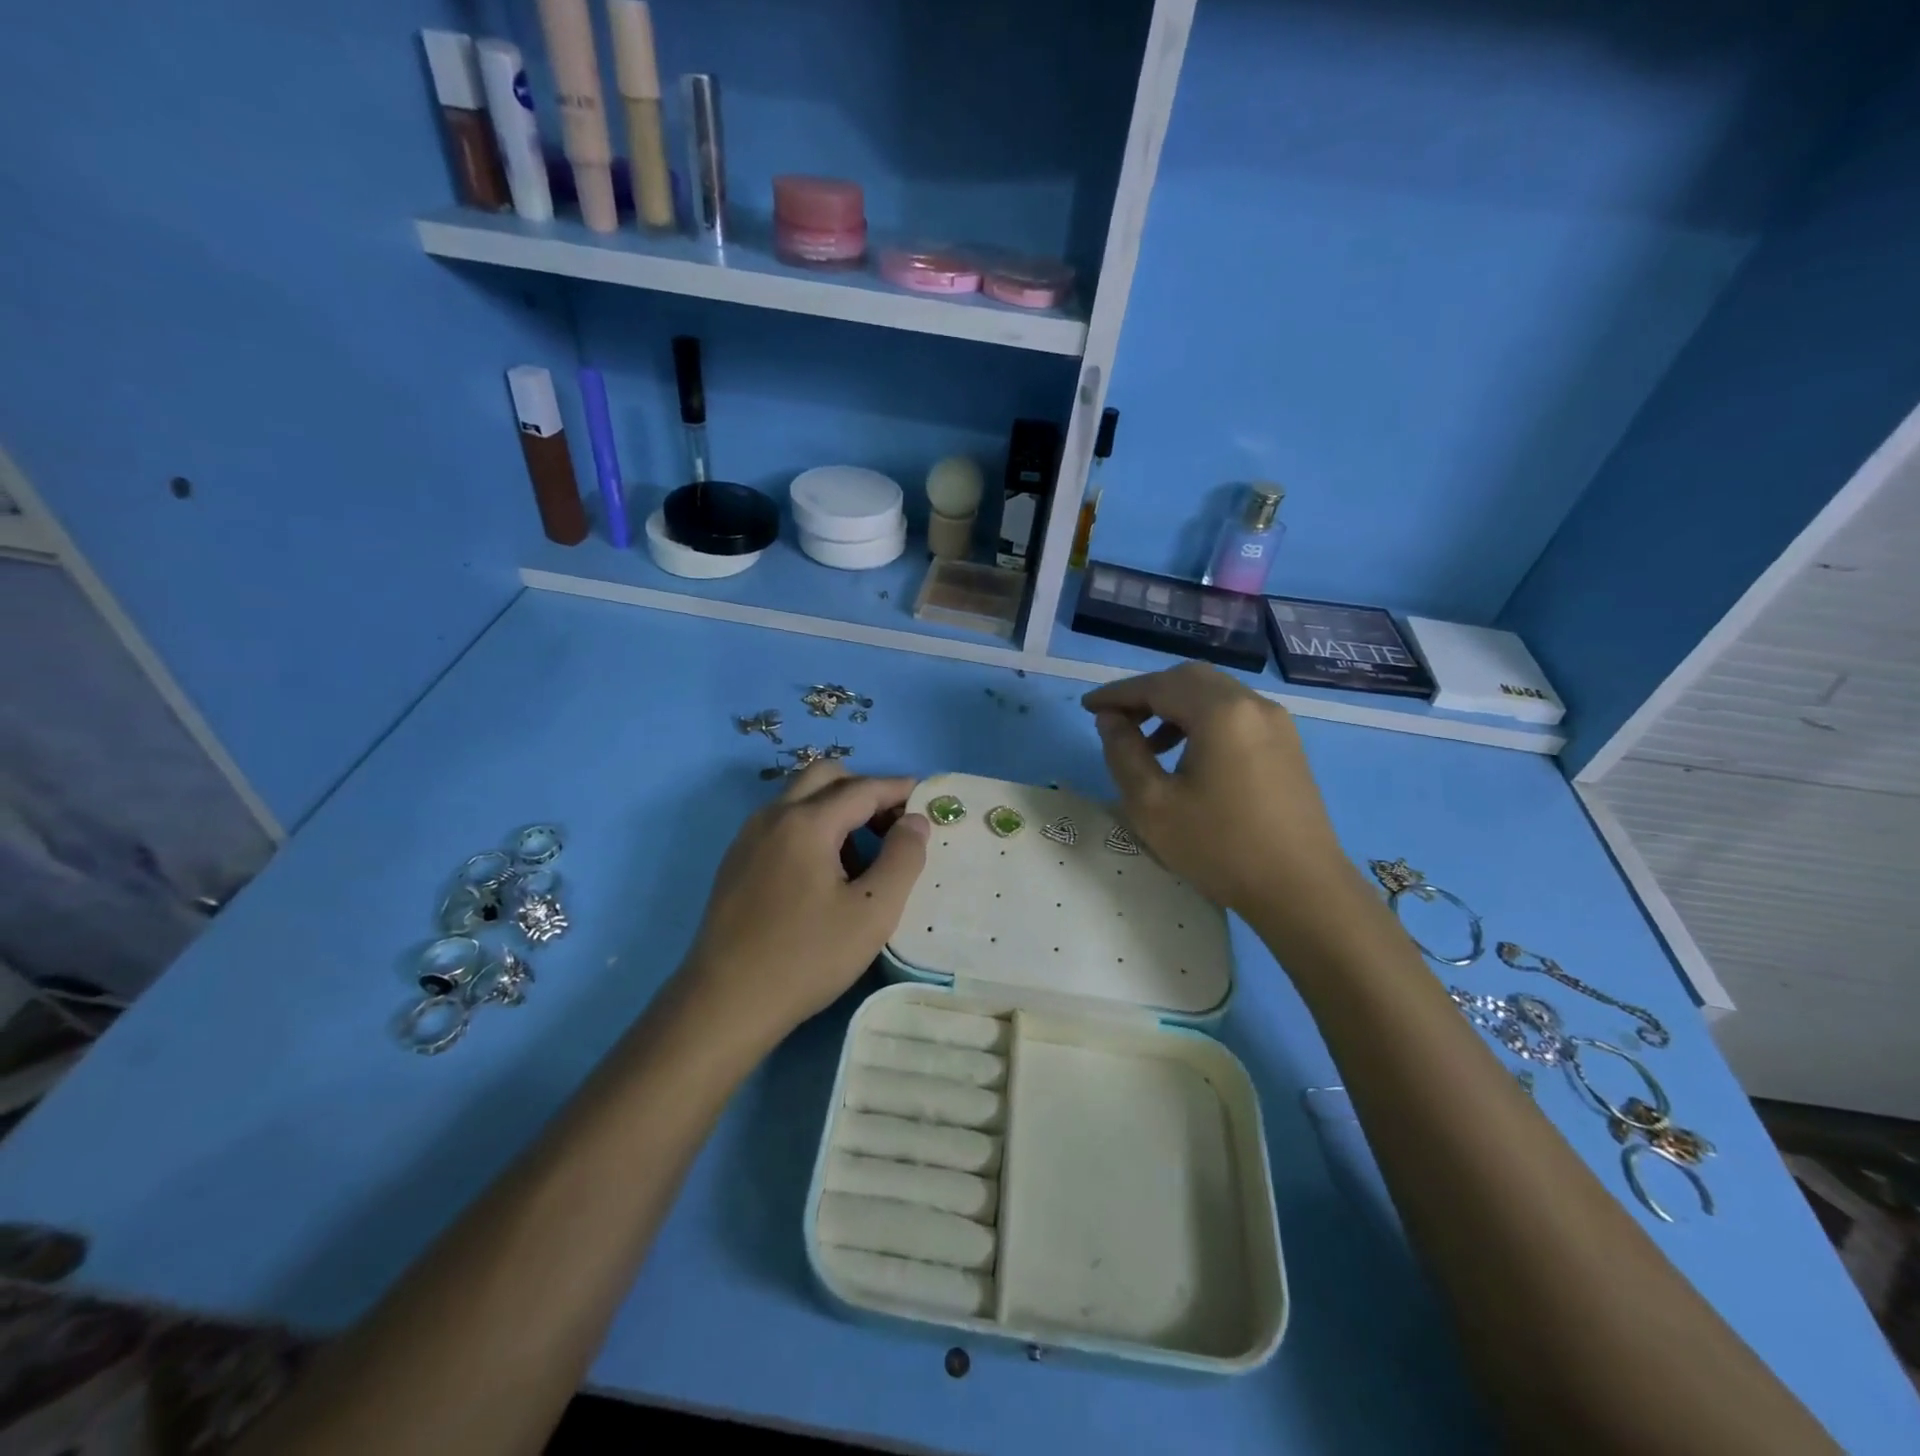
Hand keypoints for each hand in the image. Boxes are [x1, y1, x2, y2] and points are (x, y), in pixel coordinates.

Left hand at [681, 763, 929, 1047]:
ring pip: (800, 798)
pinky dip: (812, 827)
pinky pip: (782, 823)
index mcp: (806, 822)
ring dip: (837, 808)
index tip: (927, 800)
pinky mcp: (736, 861)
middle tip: (892, 825)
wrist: (725, 1003)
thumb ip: (902, 858)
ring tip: (862, 857)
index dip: (899, 790)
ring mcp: (748, 838)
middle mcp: (773, 816)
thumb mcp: (872, 912)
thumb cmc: (807, 957)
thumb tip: (915, 821)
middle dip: (864, 789)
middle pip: (826, 776)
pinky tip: (824, 875)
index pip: (863, 788)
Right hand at [1083, 664, 1358, 935]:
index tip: (1087, 707)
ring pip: (1214, 694)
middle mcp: (1252, 704)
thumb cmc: (1219, 847)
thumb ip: (1123, 753)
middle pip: (1189, 679)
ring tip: (1147, 744)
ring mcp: (1276, 723)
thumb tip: (1110, 719)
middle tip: (1116, 720)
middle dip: (1147, 694)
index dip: (1118, 694)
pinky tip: (1187, 757)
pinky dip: (1202, 721)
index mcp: (1220, 712)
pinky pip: (1235, 714)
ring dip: (1175, 707)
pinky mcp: (1286, 744)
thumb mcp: (1152, 804)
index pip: (1157, 686)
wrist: (1301, 890)